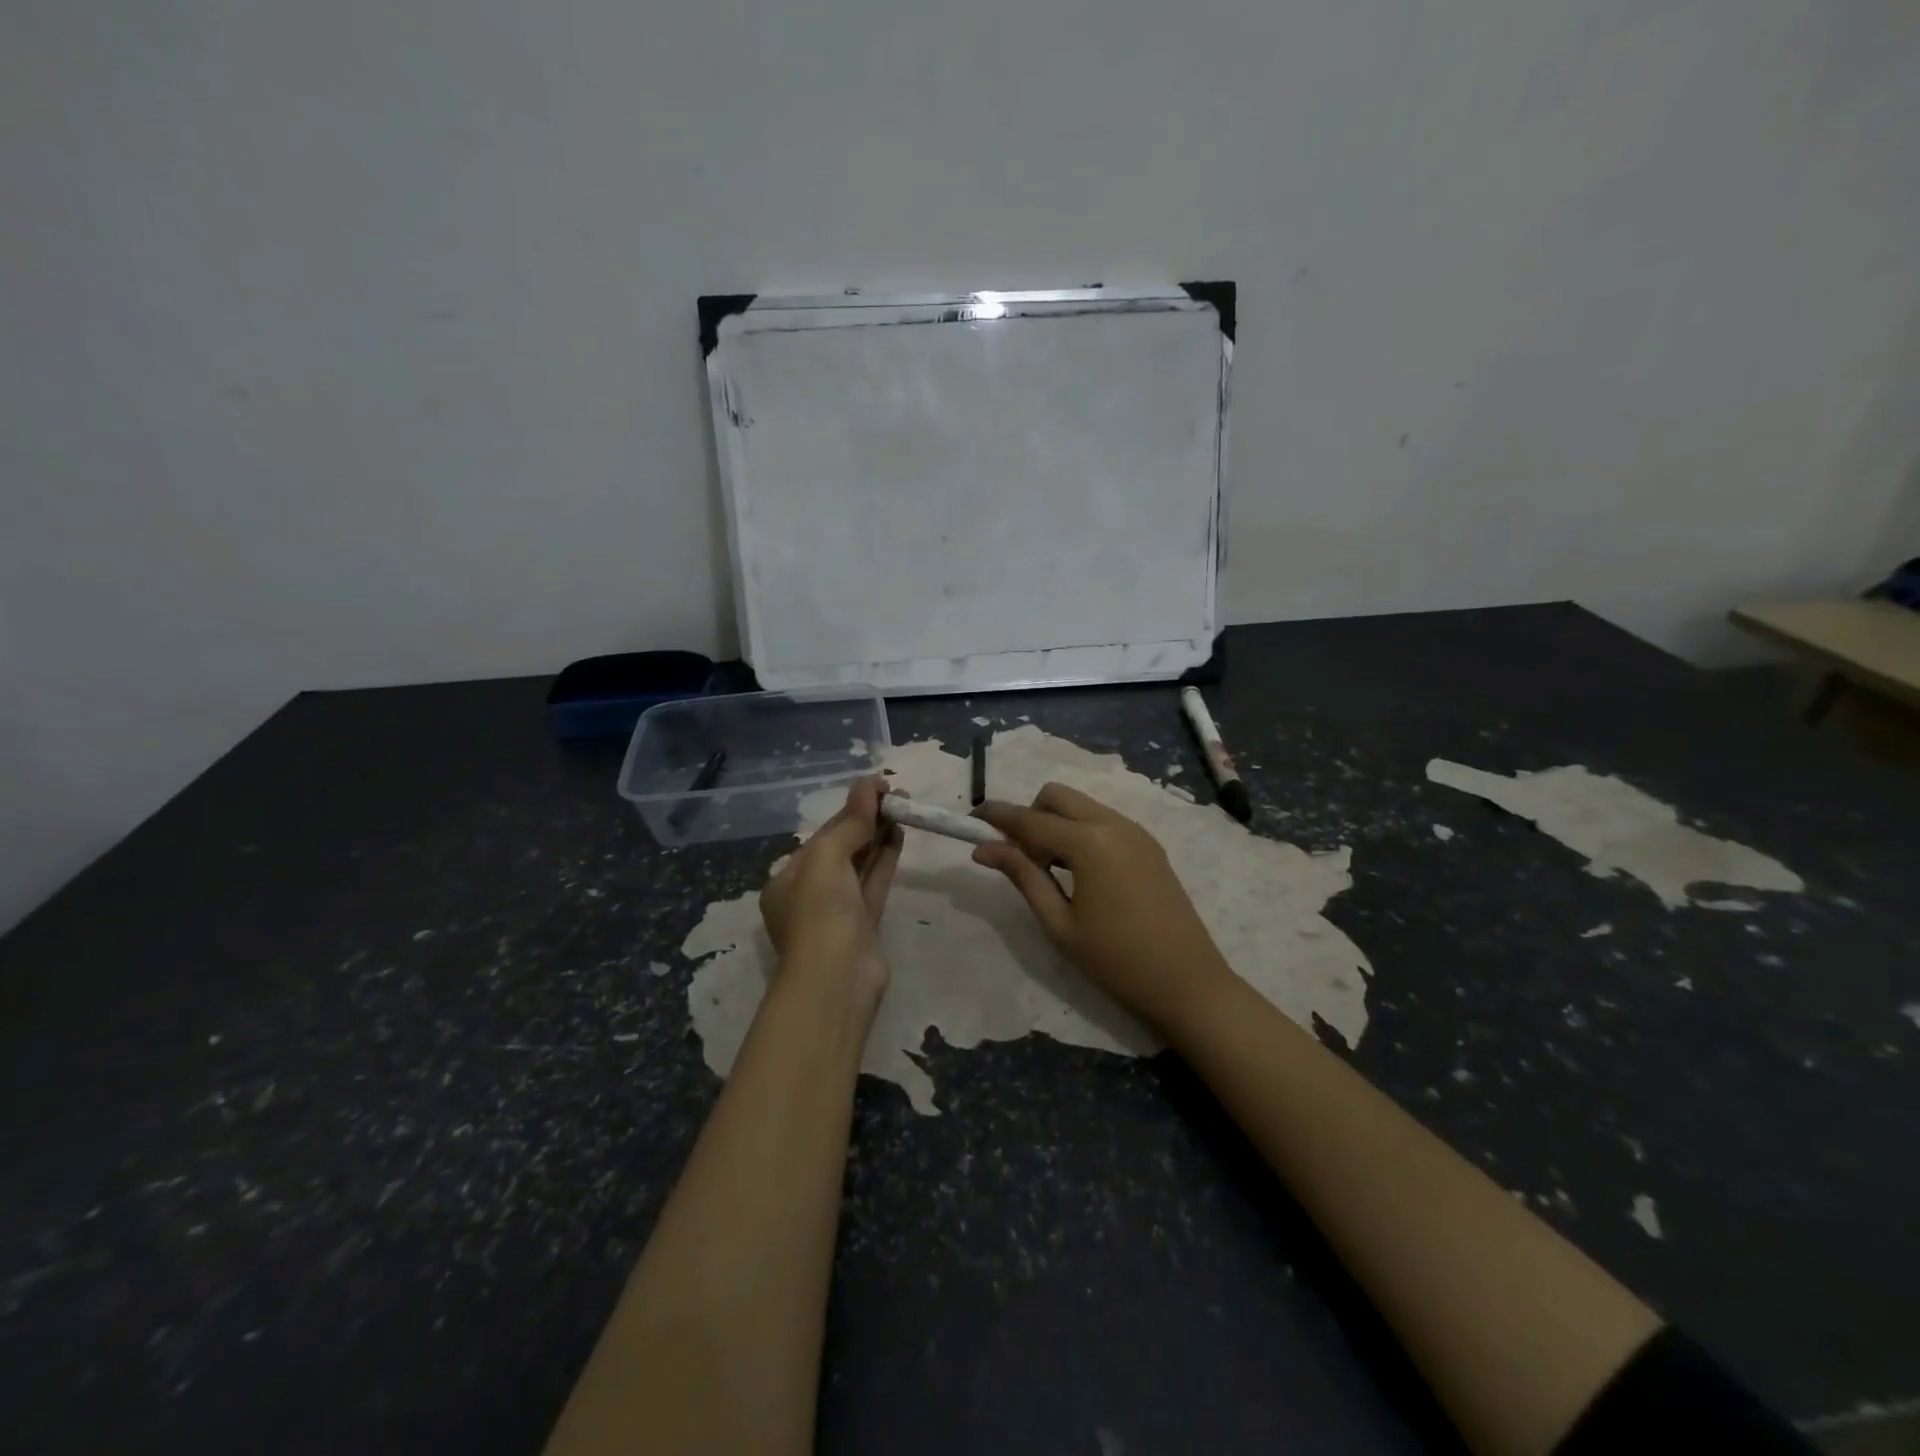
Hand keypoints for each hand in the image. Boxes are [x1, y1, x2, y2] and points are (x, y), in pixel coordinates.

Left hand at [760, 777, 903, 1000]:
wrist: (837, 980)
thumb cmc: (820, 913)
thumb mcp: (827, 859)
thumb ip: (850, 822)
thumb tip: (869, 785)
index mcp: (789, 877)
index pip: (824, 833)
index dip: (852, 807)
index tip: (879, 787)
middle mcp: (811, 892)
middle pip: (842, 846)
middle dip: (867, 819)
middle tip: (898, 795)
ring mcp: (839, 909)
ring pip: (861, 863)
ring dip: (880, 835)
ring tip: (903, 808)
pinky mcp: (865, 923)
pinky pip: (875, 882)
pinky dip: (887, 858)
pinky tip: (900, 834)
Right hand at [973, 784, 1232, 1033]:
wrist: (1188, 983)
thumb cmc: (1116, 960)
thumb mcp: (1059, 922)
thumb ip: (1023, 876)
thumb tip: (984, 849)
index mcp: (1089, 842)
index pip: (1030, 819)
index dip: (997, 817)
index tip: (970, 820)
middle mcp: (1112, 823)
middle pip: (1056, 796)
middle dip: (1030, 815)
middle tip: (1021, 858)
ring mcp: (1135, 831)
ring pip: (1081, 805)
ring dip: (1056, 823)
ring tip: (1051, 870)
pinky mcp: (1149, 844)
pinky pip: (1103, 820)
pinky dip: (1080, 831)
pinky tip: (1080, 872)